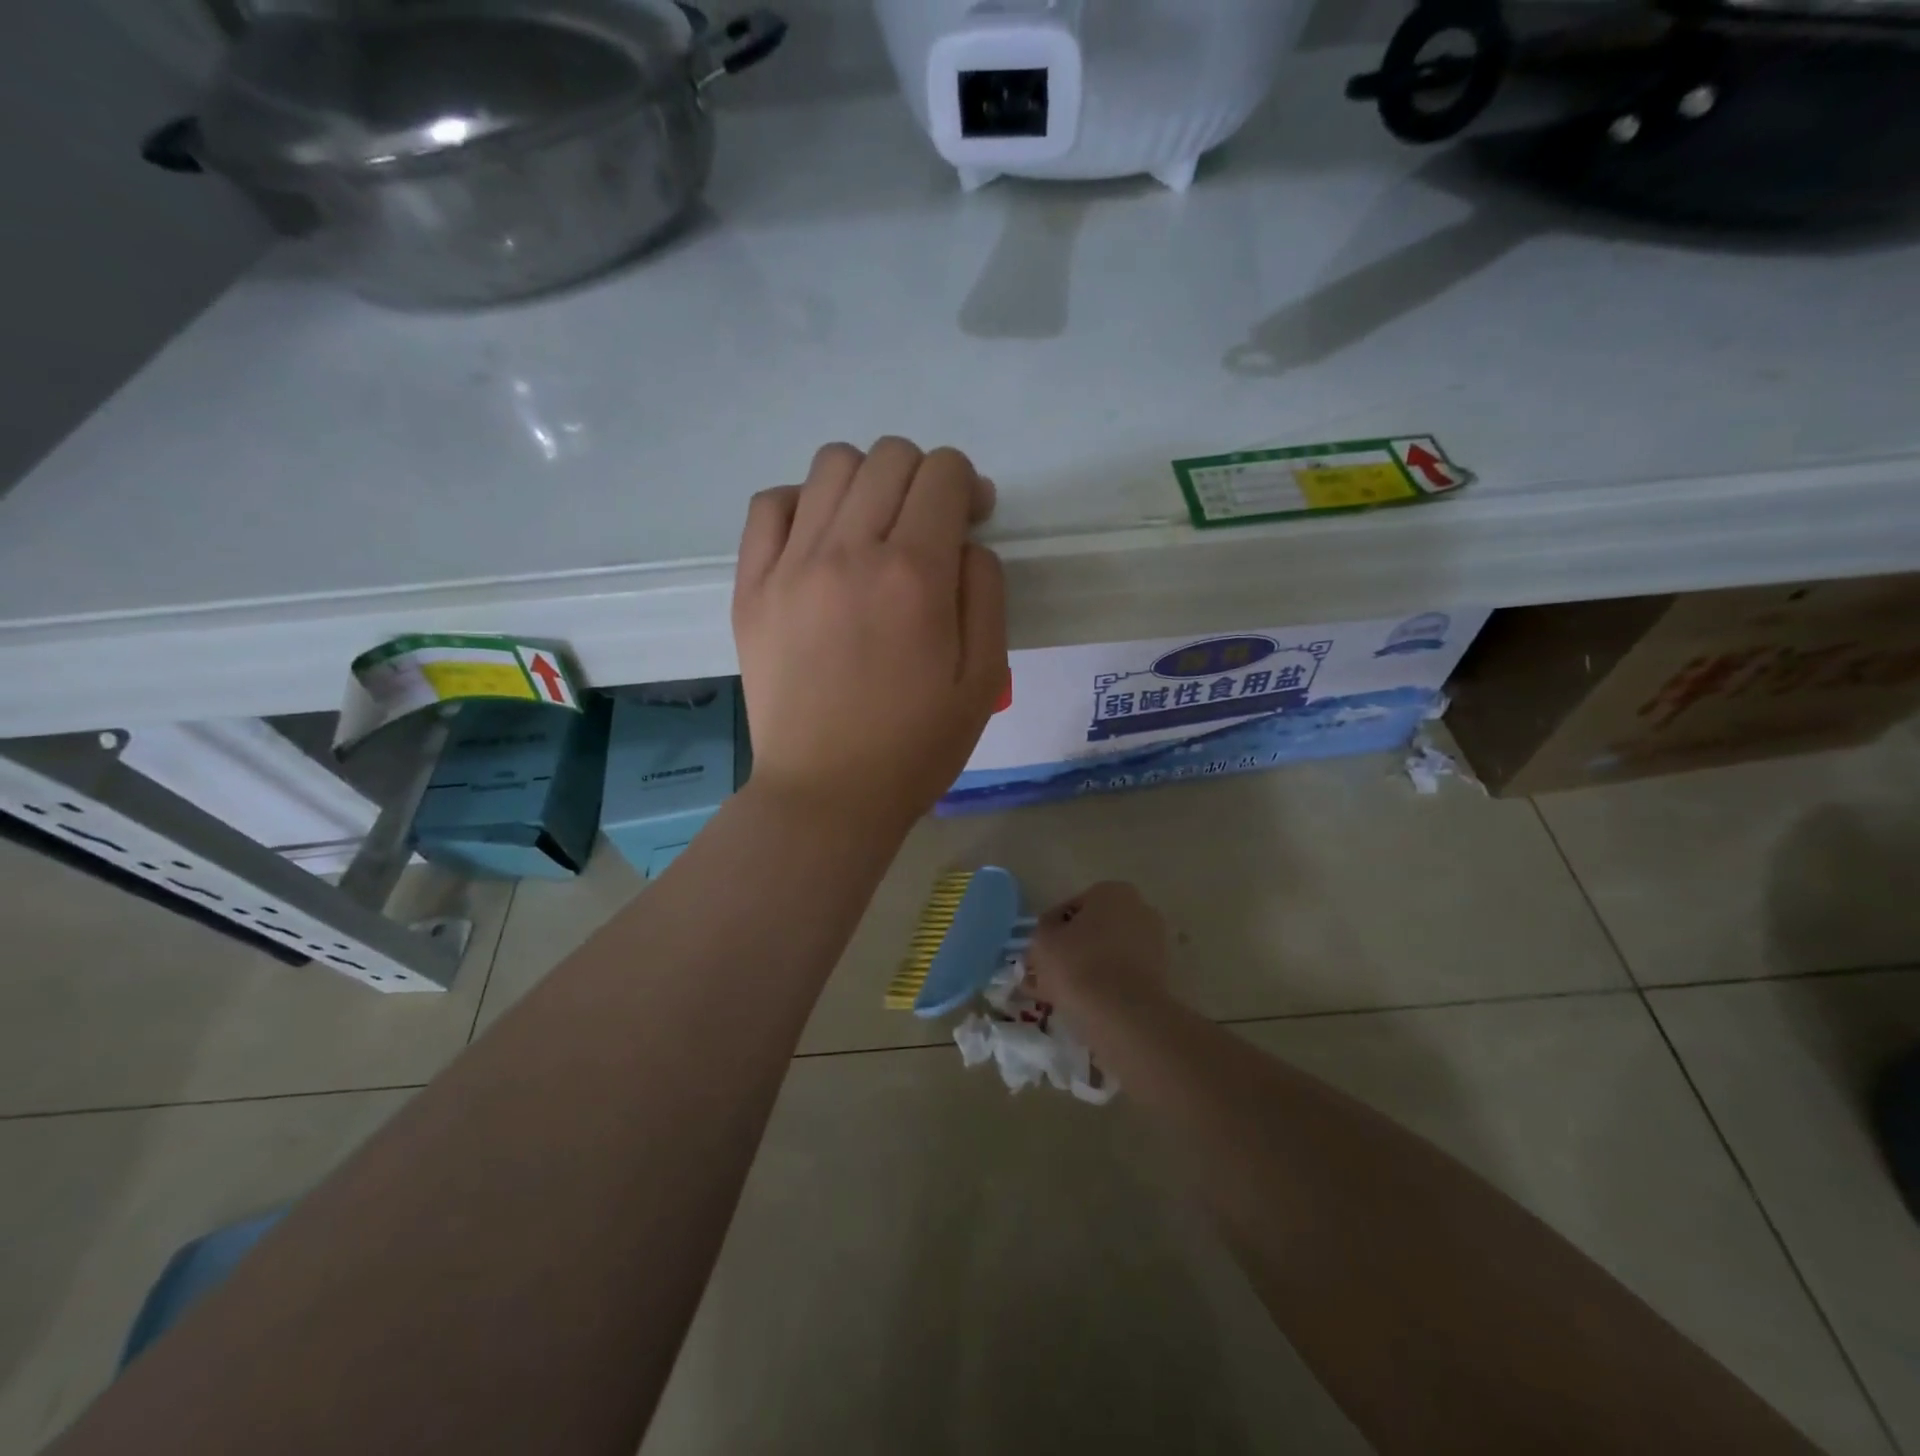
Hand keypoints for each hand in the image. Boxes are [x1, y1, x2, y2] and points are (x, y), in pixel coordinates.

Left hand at [732, 438, 1006, 837]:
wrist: (827, 794)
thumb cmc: (915, 747)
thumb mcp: (984, 679)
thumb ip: (985, 593)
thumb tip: (964, 542)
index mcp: (914, 576)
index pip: (943, 473)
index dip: (967, 485)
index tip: (971, 520)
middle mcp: (849, 552)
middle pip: (890, 456)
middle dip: (923, 477)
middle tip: (928, 527)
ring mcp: (790, 566)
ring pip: (831, 465)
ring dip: (867, 481)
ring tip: (874, 529)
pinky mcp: (751, 587)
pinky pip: (771, 505)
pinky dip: (803, 503)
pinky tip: (821, 540)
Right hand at [1028, 882, 1171, 1014]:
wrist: (1123, 1014)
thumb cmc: (1078, 964)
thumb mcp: (1044, 939)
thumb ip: (1045, 929)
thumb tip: (1053, 932)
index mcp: (1112, 891)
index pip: (1071, 909)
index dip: (1051, 933)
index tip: (1040, 955)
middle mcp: (1139, 910)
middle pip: (1092, 931)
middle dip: (1071, 951)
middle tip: (1047, 976)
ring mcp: (1154, 943)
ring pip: (1107, 955)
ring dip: (1085, 970)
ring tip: (1061, 996)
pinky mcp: (1160, 975)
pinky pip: (1121, 976)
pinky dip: (1104, 986)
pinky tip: (1082, 1006)